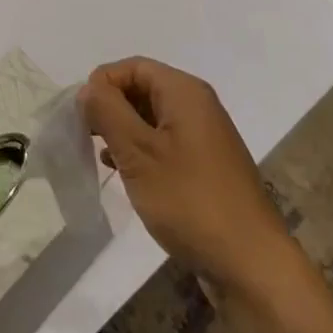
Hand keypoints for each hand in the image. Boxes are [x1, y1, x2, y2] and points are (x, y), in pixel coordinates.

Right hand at [80, 57, 290, 294]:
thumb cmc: (190, 201)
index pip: (132, 67)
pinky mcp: (206, 165)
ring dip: (124, 131)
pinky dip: (142, 150)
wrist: (251, 265)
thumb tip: (88, 89)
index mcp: (184, 91)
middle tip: (86, 138)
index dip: (102, 84)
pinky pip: (165, 142)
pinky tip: (126, 175)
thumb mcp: (138, 153)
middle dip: (111, 108)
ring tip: (103, 158)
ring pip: (151, 117)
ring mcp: (204, 136)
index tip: (81, 118)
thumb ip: (108, 112)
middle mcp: (197, 105)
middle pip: (142, 88)